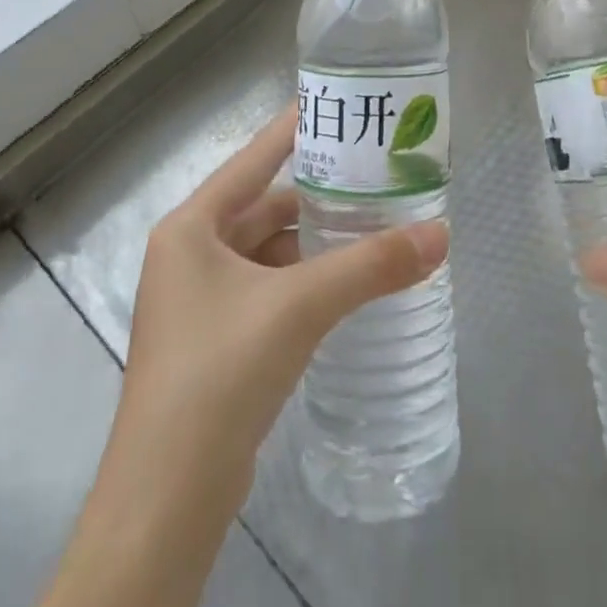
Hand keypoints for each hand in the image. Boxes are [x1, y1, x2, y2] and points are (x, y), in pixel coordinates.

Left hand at [101, 103, 448, 523]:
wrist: (165, 502)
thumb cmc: (220, 374)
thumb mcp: (299, 307)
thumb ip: (371, 266)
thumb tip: (441, 234)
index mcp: (191, 227)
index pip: (253, 159)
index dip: (295, 129)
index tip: (338, 104)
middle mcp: (189, 254)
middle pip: (263, 206)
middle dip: (317, 194)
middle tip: (374, 175)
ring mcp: (199, 301)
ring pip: (268, 251)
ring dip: (314, 241)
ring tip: (371, 224)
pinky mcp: (215, 342)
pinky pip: (267, 288)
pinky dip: (303, 280)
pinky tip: (345, 282)